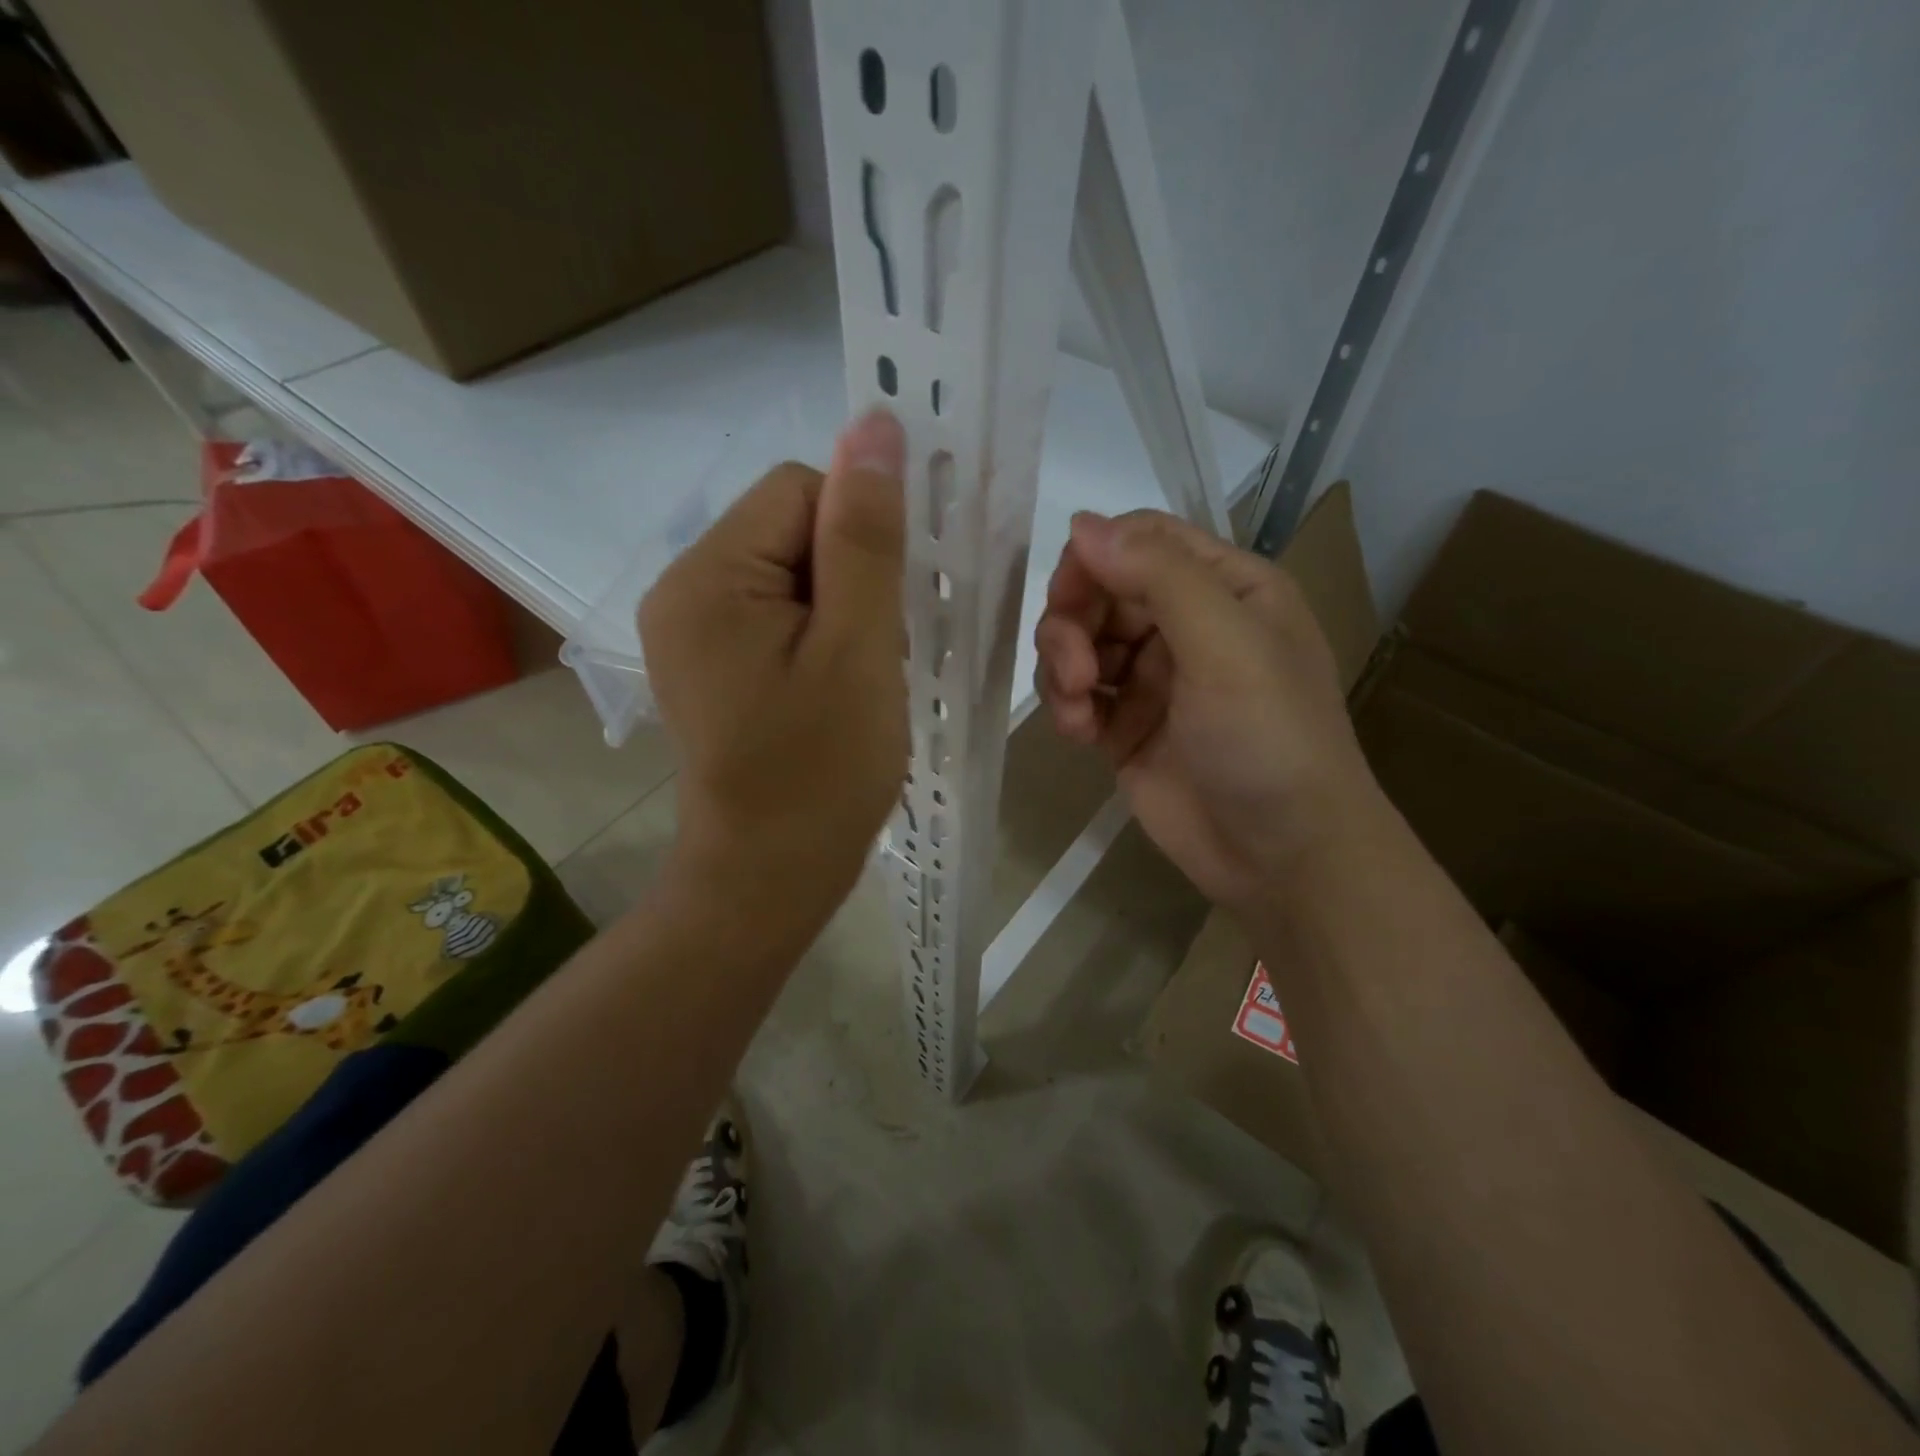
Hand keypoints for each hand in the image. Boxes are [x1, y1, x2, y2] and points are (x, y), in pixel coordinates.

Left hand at [640, 411, 908, 933]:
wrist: (769, 876)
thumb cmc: (821, 771)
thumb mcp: (859, 649)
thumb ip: (866, 536)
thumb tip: (876, 426)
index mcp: (708, 576)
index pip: (801, 490)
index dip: (861, 537)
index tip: (886, 611)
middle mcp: (684, 588)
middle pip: (792, 526)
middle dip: (851, 578)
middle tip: (871, 657)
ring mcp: (692, 627)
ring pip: (793, 570)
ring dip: (843, 610)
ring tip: (855, 679)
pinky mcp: (711, 659)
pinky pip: (779, 610)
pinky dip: (822, 635)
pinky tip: (835, 686)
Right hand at [1033, 510, 1378, 912]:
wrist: (1282, 856)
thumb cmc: (1270, 740)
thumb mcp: (1226, 645)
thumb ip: (1157, 576)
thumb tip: (1080, 523)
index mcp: (1225, 588)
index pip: (1142, 540)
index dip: (1095, 558)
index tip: (1068, 597)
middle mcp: (1186, 624)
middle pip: (1100, 590)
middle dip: (1073, 624)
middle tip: (1075, 672)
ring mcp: (1152, 678)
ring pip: (1079, 642)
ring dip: (1062, 668)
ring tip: (1077, 711)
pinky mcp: (1125, 727)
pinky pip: (1076, 695)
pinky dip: (1066, 706)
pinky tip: (1078, 734)